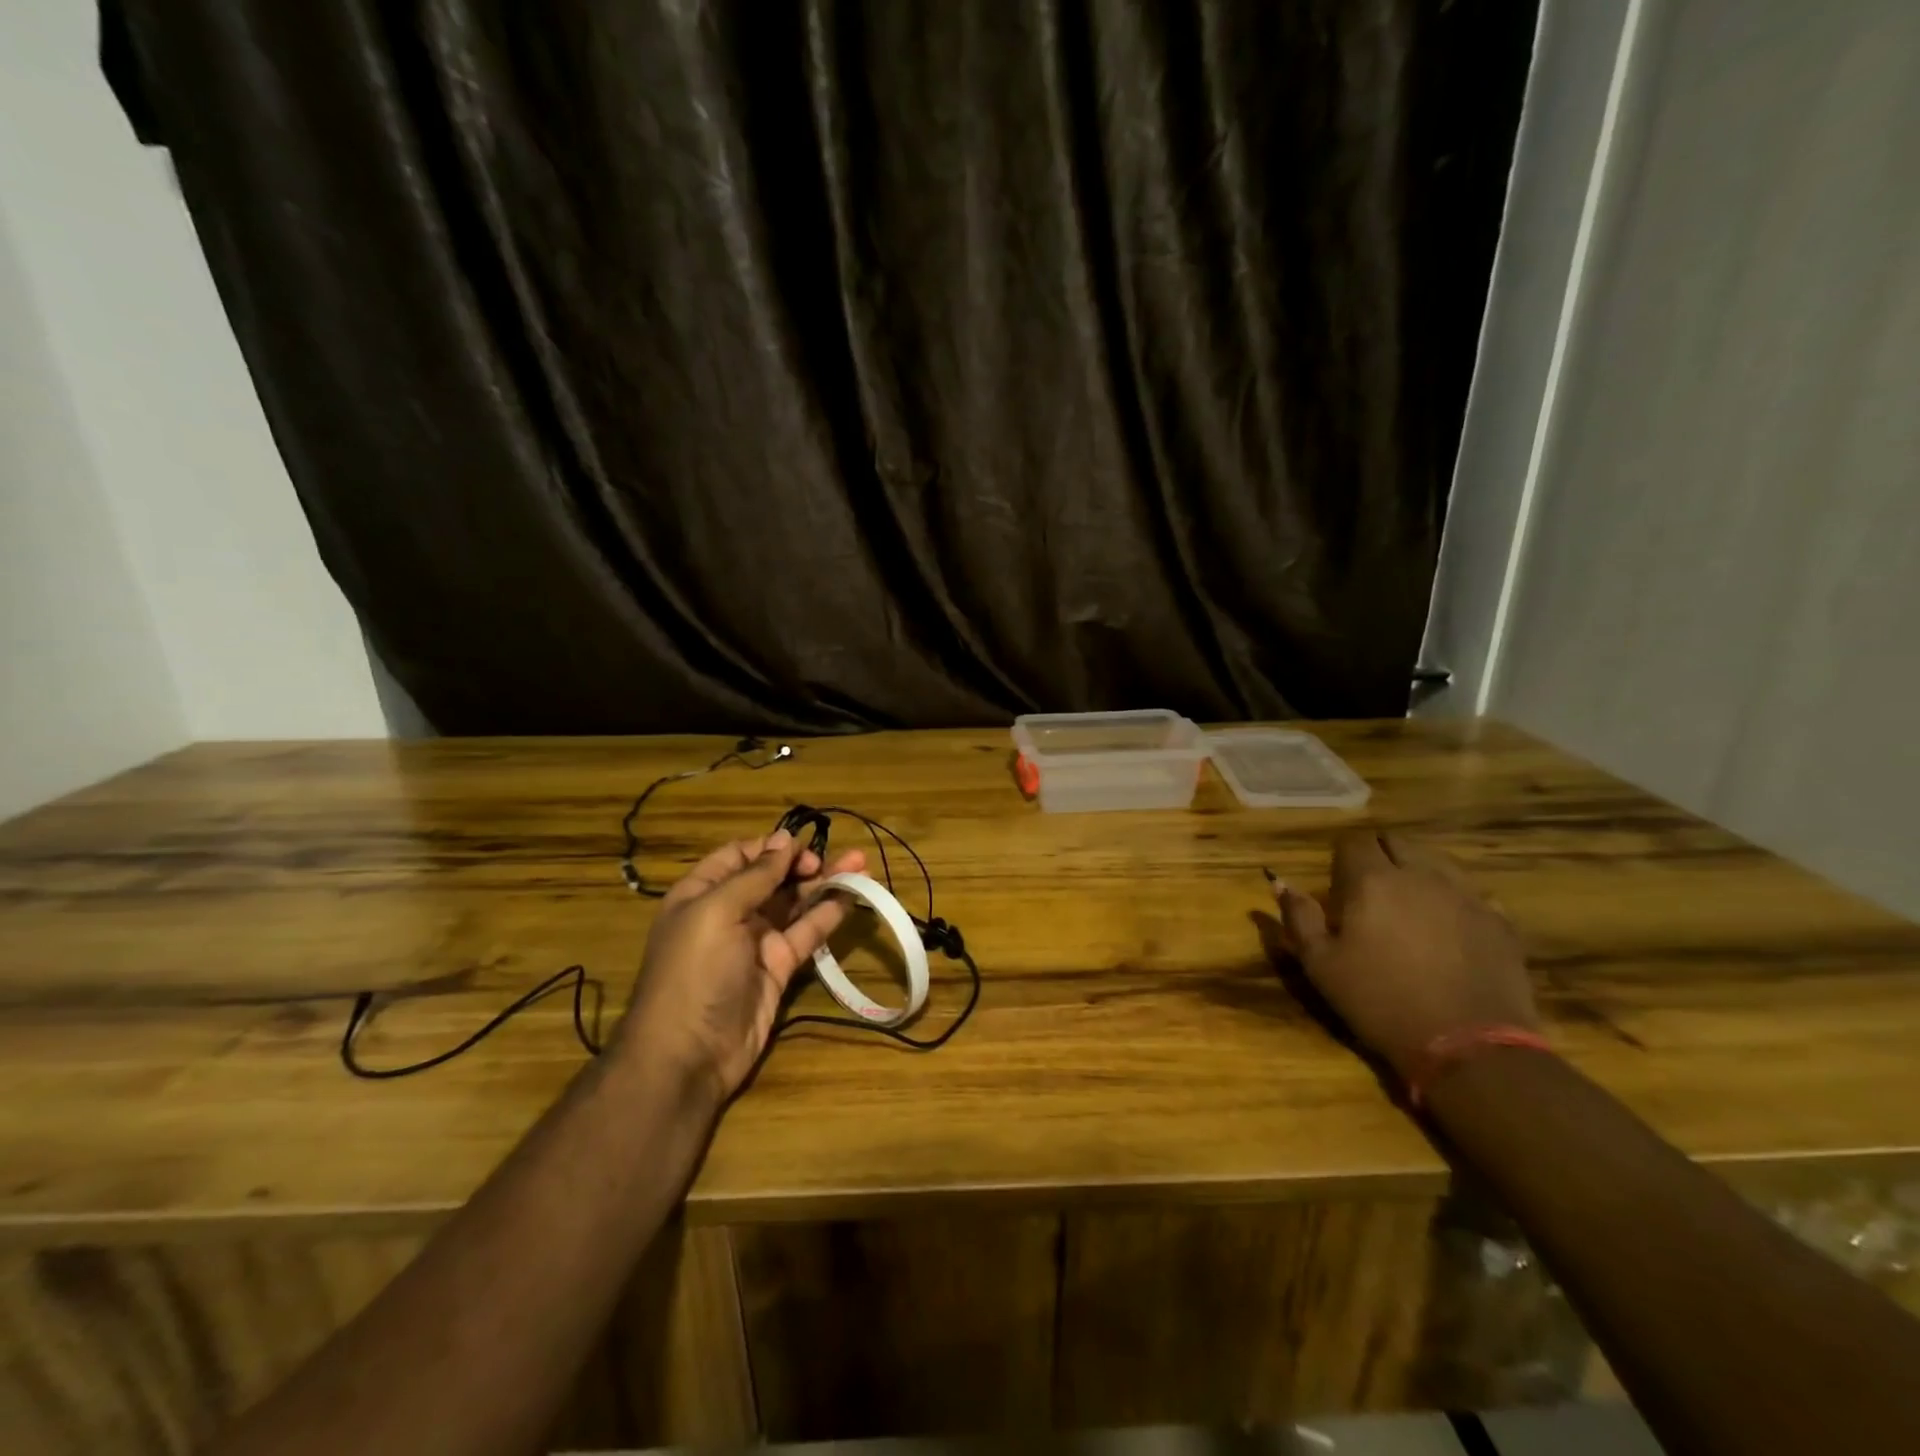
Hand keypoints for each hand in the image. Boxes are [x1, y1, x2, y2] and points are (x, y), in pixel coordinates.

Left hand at [618, 829, 863, 1103]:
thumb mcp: (716, 912)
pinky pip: (807, 933)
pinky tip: (852, 898)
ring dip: (825, 884)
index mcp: (702, 893)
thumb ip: (755, 876)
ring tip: (861, 868)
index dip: (772, 848)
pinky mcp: (779, 967)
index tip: (803, 846)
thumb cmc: (694, 972)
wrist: (688, 1055)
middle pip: (773, 878)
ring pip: (795, 903)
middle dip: (806, 864)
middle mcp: (729, 912)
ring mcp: (756, 941)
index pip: (740, 856)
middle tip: (841, 858)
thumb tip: (784, 840)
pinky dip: (828, 914)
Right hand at [1272, 830, 1536, 1080]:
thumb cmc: (1379, 1002)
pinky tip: (1449, 926)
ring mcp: (1466, 895)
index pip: (1353, 842)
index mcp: (1372, 881)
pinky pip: (1473, 893)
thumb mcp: (1320, 965)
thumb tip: (1280, 882)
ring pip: (1438, 861)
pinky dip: (1455, 899)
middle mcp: (1420, 875)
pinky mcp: (1500, 921)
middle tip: (1369, 889)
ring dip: (1418, 871)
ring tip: (1409, 903)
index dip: (1342, 856)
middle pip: (1397, 842)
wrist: (1468, 1047)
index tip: (1338, 883)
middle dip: (1380, 855)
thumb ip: (1299, 917)